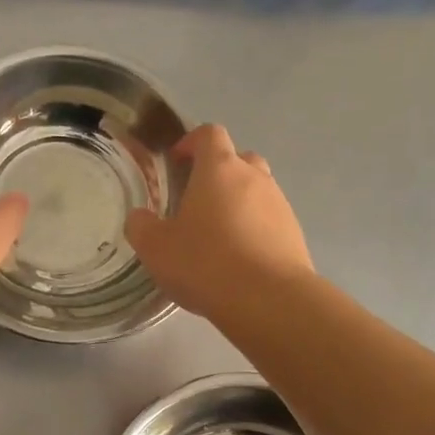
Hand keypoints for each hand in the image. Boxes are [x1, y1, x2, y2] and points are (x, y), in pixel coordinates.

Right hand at [124, 124, 313, 321]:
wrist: (269, 300)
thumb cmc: (206, 263)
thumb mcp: (156, 248)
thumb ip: (141, 226)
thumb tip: (140, 217)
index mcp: (219, 169)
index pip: (209, 134)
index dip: (191, 142)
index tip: (176, 162)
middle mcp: (254, 178)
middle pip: (238, 159)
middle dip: (217, 173)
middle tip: (196, 201)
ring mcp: (280, 205)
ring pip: (256, 191)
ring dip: (237, 203)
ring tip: (217, 236)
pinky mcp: (294, 234)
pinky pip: (269, 221)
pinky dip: (254, 230)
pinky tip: (239, 260)